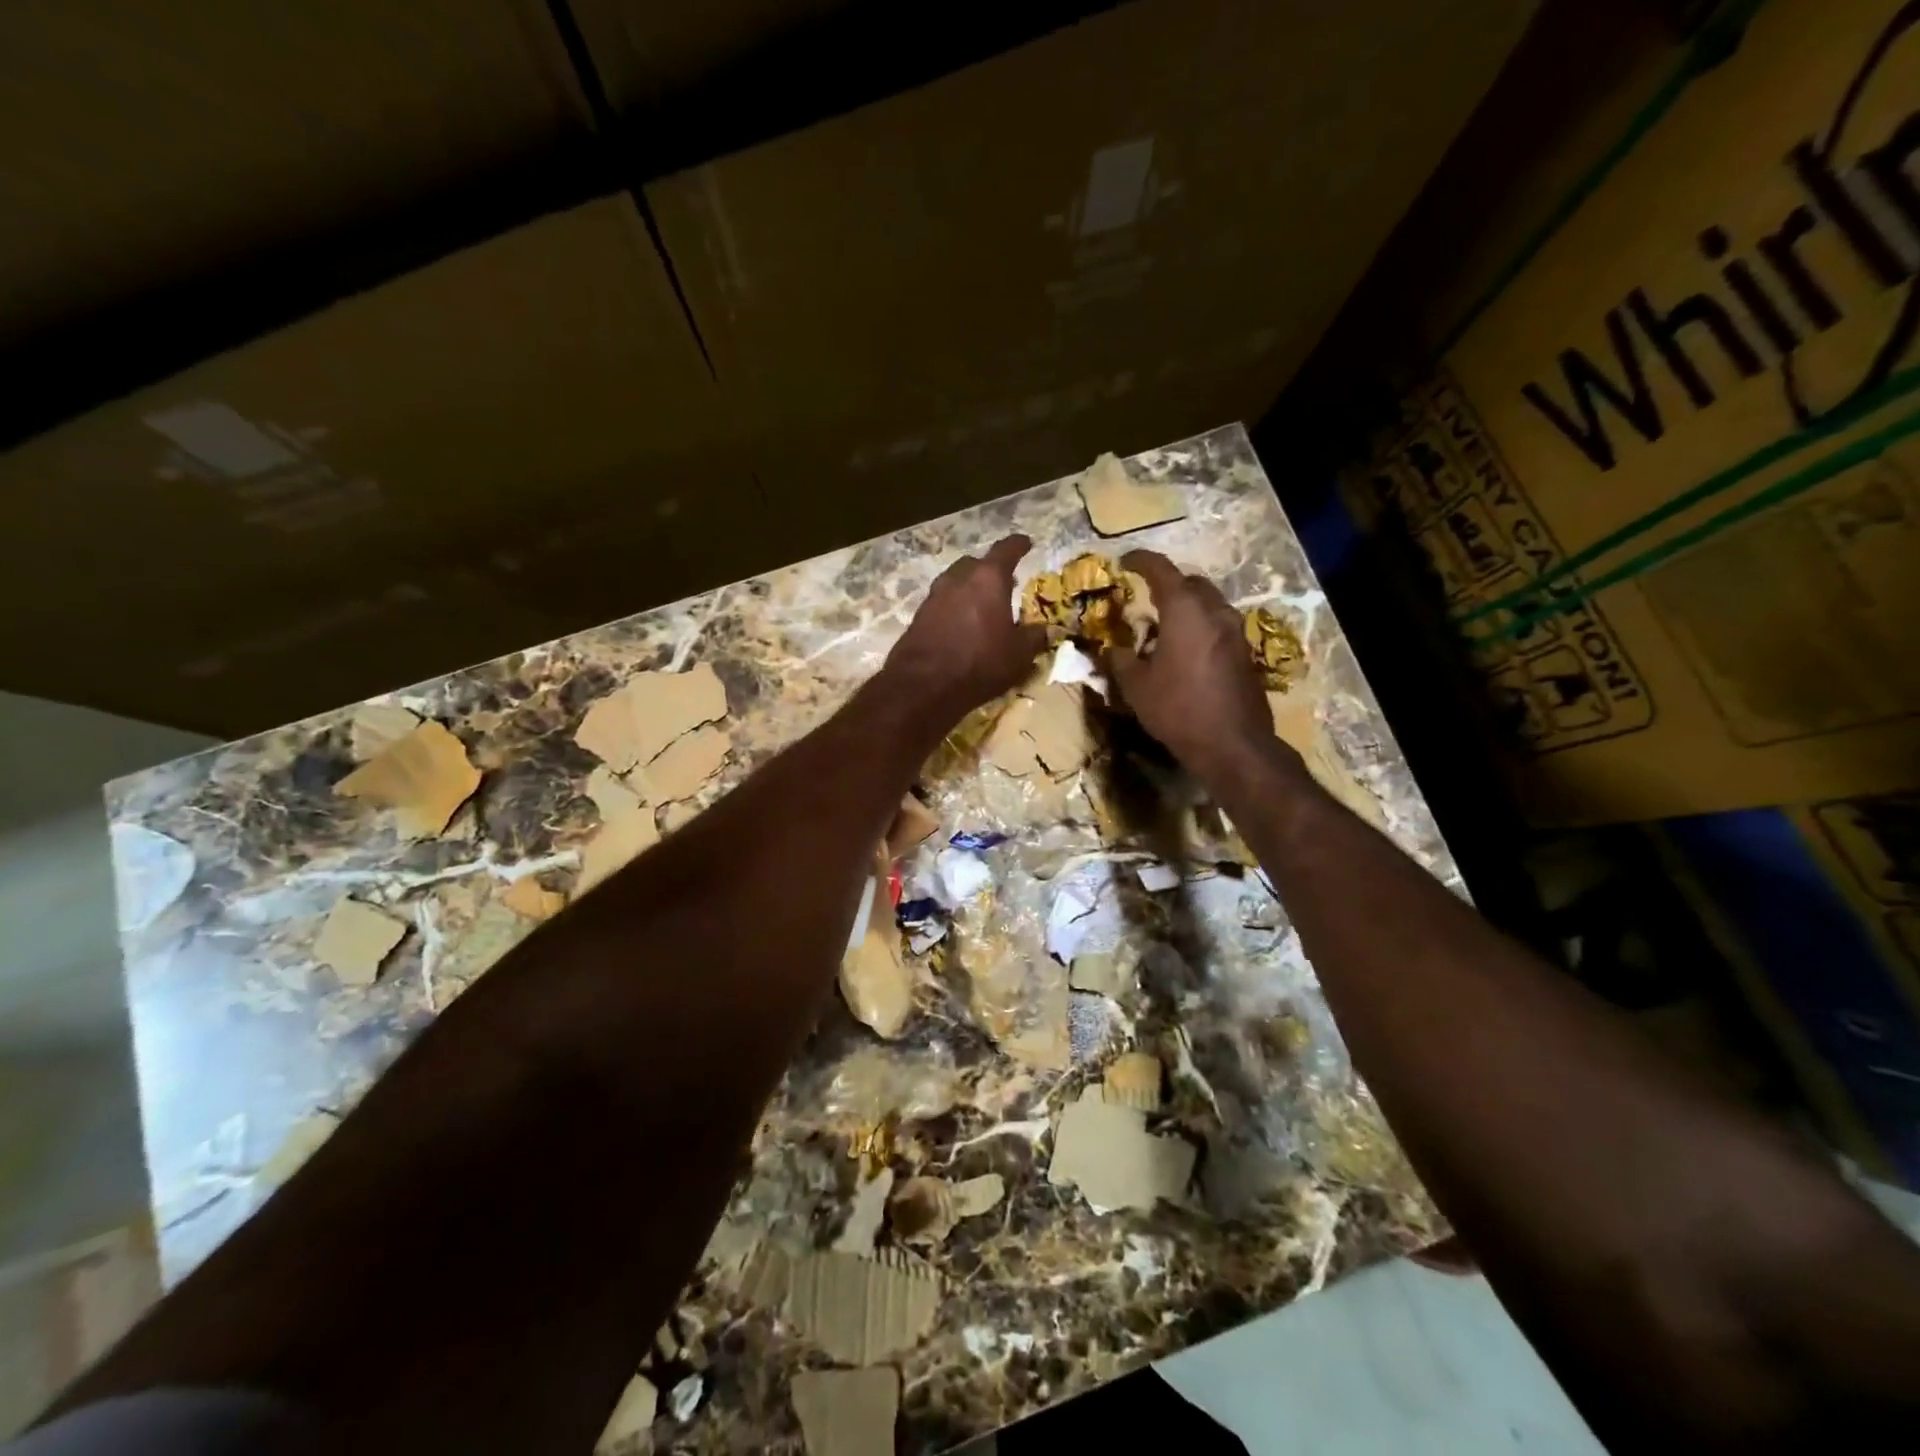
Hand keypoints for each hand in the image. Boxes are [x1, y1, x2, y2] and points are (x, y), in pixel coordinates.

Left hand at [885, 535, 1049, 720]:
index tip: (1026, 543)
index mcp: (988, 578)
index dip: (1019, 545)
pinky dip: (954, 607)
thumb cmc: (980, 663)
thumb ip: (1034, 637)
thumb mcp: (1019, 655)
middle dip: (991, 570)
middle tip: (1005, 583)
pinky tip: (961, 625)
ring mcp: (934, 595)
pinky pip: (942, 603)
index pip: (1007, 550)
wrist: (923, 685)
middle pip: (976, 564)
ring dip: (970, 589)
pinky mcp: (919, 615)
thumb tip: (1044, 630)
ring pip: (956, 582)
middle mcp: (959, 578)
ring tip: (983, 605)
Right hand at [1109, 550, 1290, 787]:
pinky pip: (1218, 626)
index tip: (1125, 560)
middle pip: (1192, 583)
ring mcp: (1235, 632)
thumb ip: (1121, 661)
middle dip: (1168, 583)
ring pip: (1209, 604)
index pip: (1162, 570)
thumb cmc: (1178, 709)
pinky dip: (1200, 626)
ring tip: (1165, 625)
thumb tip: (1112, 649)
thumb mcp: (1136, 687)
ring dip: (1187, 606)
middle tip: (1146, 596)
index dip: (1141, 561)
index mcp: (1185, 611)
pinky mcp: (1245, 653)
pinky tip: (1185, 650)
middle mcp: (1214, 612)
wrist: (1232, 744)